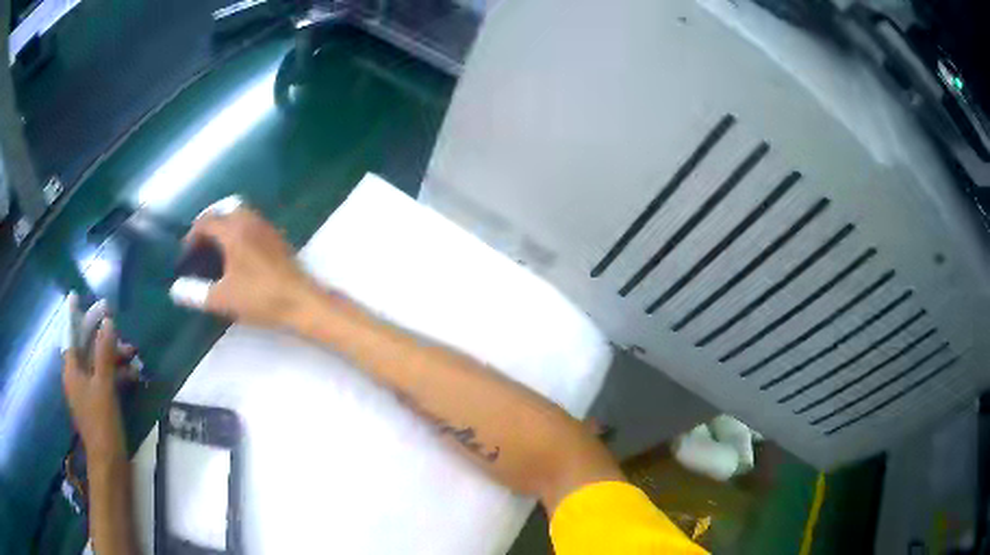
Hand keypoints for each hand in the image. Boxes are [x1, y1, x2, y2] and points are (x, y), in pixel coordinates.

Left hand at [63, 318, 128, 461]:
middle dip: (102, 338)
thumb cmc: (102, 424)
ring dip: (114, 357)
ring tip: (133, 354)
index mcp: (71, 371)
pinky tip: (133, 376)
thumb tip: (107, 321)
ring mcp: (87, 392)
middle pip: (86, 348)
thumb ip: (104, 353)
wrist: (110, 465)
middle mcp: (77, 378)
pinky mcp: (99, 405)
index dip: (75, 316)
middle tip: (119, 329)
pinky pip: (105, 380)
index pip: (71, 334)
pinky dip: (117, 375)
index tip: (77, 296)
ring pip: (98, 364)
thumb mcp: (104, 386)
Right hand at [172, 205, 316, 327]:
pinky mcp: (278, 237)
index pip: (207, 222)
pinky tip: (239, 252)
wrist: (301, 301)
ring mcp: (267, 227)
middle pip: (225, 208)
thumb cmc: (260, 297)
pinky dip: (241, 228)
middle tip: (201, 241)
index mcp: (233, 231)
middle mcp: (250, 221)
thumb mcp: (223, 299)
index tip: (187, 253)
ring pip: (242, 212)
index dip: (192, 235)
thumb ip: (196, 293)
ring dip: (227, 223)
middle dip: (210, 221)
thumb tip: (175, 290)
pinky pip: (254, 222)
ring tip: (217, 246)